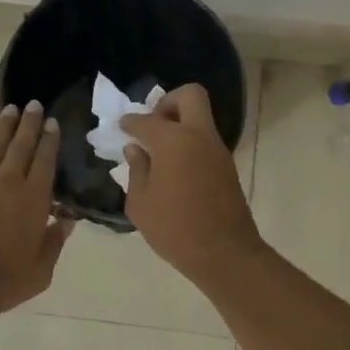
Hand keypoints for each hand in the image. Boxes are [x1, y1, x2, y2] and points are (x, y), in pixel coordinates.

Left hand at [0, 102, 72, 316]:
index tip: (53, 123)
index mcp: (33, 198)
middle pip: (20, 144)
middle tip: (34, 105)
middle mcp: (7, 181)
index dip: (50, 140)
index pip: (45, 160)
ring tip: (9, 110)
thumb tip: (67, 220)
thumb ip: (54, 243)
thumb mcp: (39, 272)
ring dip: (2, 126)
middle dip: (29, 123)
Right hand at [120, 84, 263, 282]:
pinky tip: (173, 169)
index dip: (130, 122)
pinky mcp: (227, 166)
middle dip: (168, 102)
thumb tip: (136, 149)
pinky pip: (205, 141)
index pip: (146, 120)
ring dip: (180, 125)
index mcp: (173, 141)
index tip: (122, 128)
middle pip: (190, 96)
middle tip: (152, 126)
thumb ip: (136, 171)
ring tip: (158, 152)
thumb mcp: (141, 204)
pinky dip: (189, 144)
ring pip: (200, 118)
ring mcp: (218, 150)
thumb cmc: (175, 230)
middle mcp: (199, 136)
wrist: (225, 254)